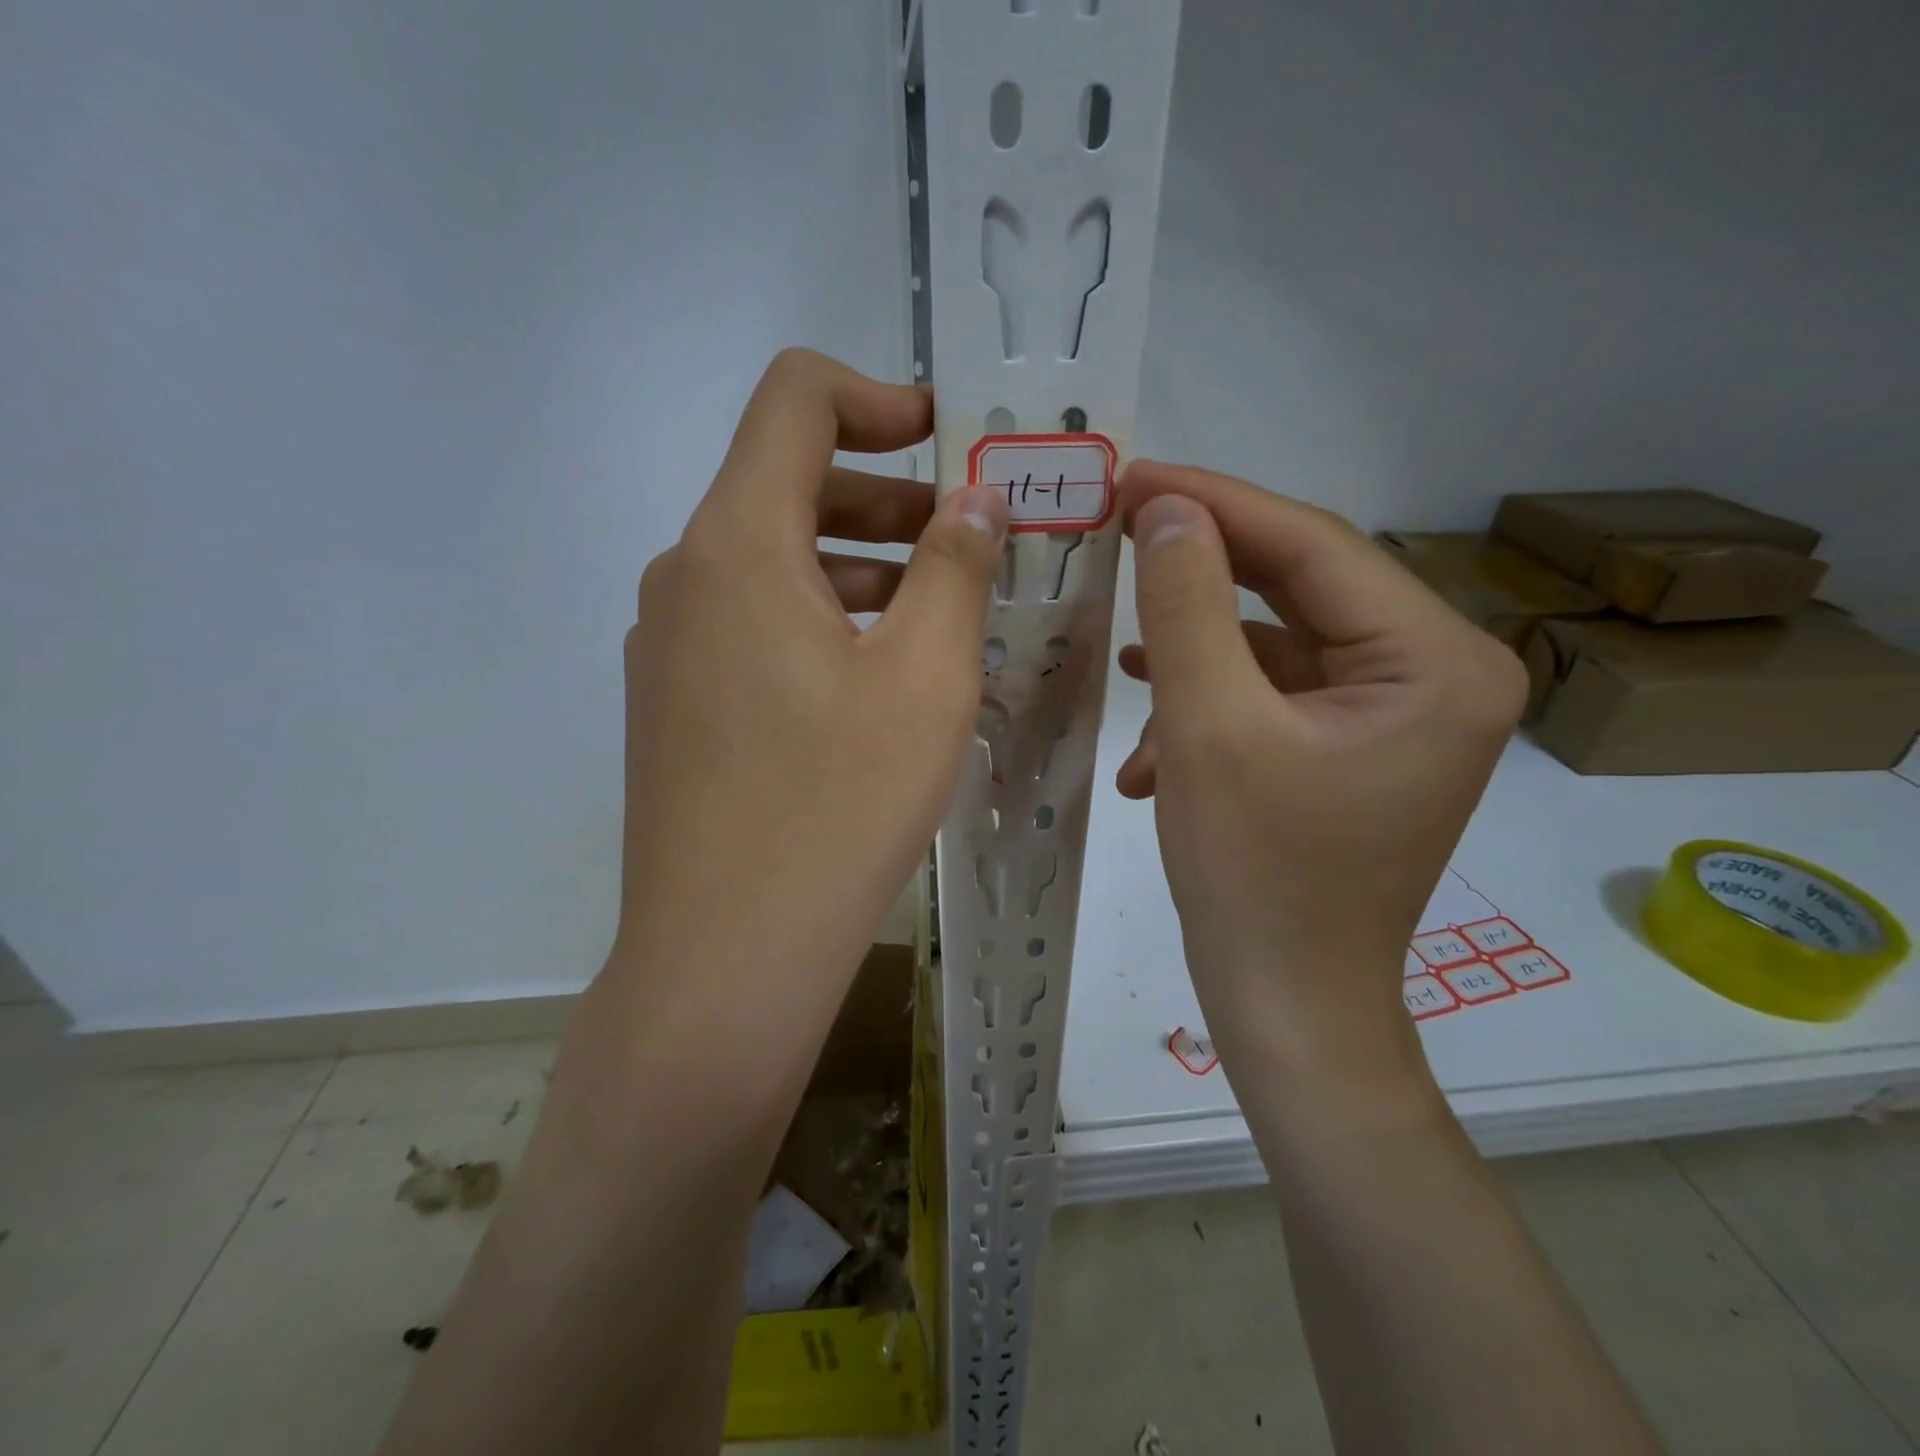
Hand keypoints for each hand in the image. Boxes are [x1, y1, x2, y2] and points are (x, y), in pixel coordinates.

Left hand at [605, 349, 1005, 1054]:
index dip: (879, 398)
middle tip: (970, 540)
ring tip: (940, 614)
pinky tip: (878, 677)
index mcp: (736, 545)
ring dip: (858, 565)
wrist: (726, 957)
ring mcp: (669, 645)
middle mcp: (684, 577)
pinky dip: (821, 620)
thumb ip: (955, 567)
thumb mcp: (924, 678)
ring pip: (772, 562)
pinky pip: (753, 625)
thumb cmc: (837, 807)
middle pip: (785, 484)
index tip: (949, 442)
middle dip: (887, 495)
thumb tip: (978, 498)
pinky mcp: (675, 703)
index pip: (794, 401)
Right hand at [1114, 463, 1525, 1080]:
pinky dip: (1211, 704)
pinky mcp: (1355, 747)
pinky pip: (1276, 694)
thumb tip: (1168, 510)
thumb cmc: (1254, 874)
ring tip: (1125, 659)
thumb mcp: (1208, 727)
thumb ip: (1186, 606)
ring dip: (1195, 654)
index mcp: (1435, 661)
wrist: (1286, 1005)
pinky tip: (1152, 742)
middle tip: (1119, 532)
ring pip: (1278, 644)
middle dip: (1201, 569)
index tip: (1133, 477)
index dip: (1215, 504)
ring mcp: (1398, 714)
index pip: (1315, 547)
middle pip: (1300, 587)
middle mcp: (1437, 674)